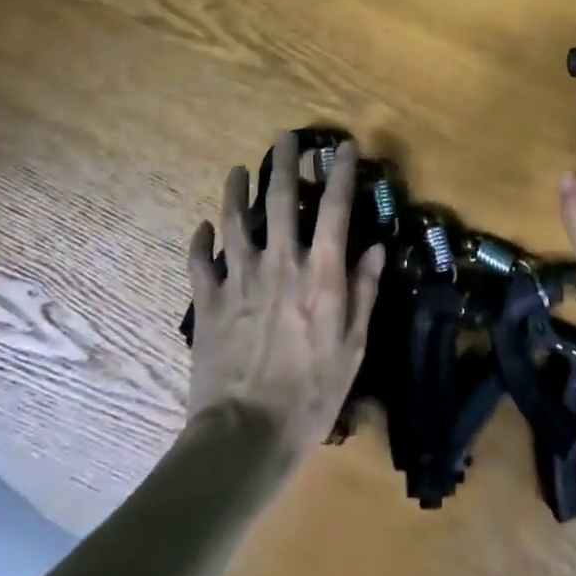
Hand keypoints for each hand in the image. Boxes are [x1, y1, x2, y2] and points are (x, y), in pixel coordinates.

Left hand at [186, 133, 386, 458]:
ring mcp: (239, 279)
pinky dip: (200, 241)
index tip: (343, 146)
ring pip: (235, 221)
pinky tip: (203, 228)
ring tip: (237, 170)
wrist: (245, 436)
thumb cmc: (310, 394)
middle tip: (284, 138)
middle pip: (279, 199)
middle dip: (284, 163)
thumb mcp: (353, 347)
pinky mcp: (208, 302)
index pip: (334, 208)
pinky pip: (200, 262)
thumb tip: (376, 248)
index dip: (340, 172)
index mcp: (320, 273)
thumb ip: (363, 292)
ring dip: (236, 191)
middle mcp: (280, 263)